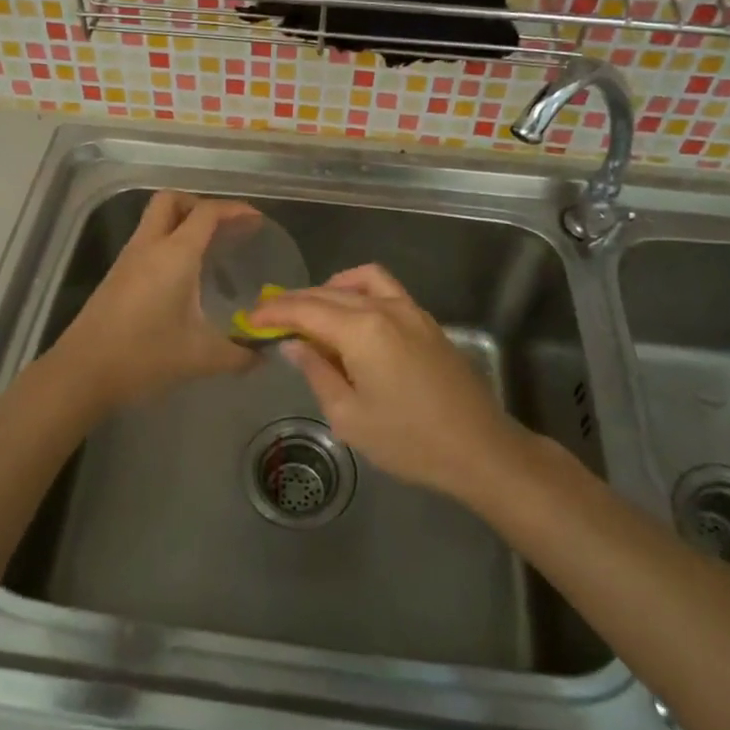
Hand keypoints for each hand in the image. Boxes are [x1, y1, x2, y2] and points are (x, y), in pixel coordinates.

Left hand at [49, 190, 257, 409]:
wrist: (83, 372)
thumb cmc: (145, 355)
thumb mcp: (201, 357)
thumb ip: (239, 354)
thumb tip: (263, 355)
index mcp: (175, 254)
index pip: (207, 213)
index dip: (234, 209)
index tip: (256, 220)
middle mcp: (150, 246)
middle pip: (172, 201)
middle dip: (200, 205)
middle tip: (224, 229)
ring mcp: (128, 259)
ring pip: (154, 220)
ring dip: (181, 224)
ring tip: (209, 251)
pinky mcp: (116, 276)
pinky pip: (146, 242)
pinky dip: (167, 244)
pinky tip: (182, 277)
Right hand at [251, 265, 536, 503]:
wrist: (479, 448)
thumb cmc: (408, 440)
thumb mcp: (349, 416)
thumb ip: (317, 372)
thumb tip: (294, 344)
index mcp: (362, 330)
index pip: (305, 310)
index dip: (274, 313)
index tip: (249, 318)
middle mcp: (384, 308)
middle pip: (328, 293)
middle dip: (294, 302)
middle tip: (268, 317)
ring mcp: (410, 310)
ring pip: (359, 281)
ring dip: (328, 290)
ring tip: (309, 312)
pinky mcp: (425, 320)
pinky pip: (384, 289)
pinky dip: (358, 291)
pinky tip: (350, 317)